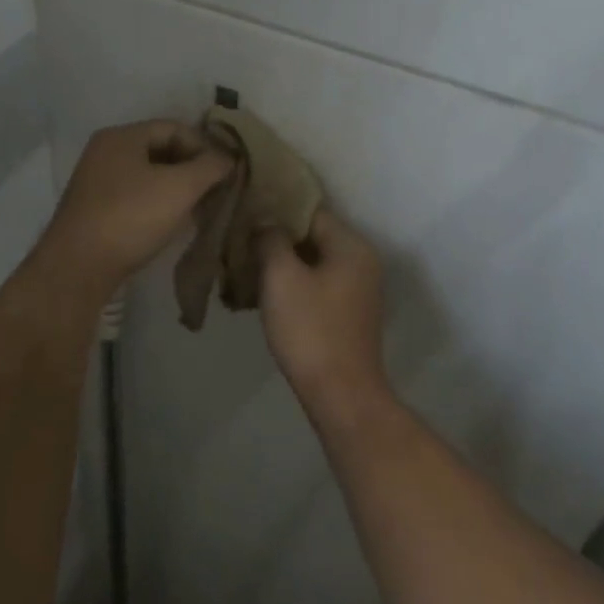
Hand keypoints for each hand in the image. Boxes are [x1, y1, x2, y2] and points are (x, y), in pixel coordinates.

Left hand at [35, 120, 233, 297]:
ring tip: (200, 208)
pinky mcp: (94, 210)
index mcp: (121, 137)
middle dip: (192, 168)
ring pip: (148, 175)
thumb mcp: (180, 188)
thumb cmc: (131, 217)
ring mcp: (96, 182)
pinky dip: (158, 203)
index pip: (174, 127)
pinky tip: (173, 223)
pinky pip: (135, 196)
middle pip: (160, 149)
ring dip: (177, 188)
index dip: (204, 146)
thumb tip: (228, 159)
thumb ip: (210, 167)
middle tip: (216, 190)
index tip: (225, 172)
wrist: (78, 267)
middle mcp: (105, 152)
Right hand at [256, 209, 388, 406]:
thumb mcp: (282, 278)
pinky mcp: (350, 314)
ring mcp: (360, 289)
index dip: (277, 210)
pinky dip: (295, 285)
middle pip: (314, 236)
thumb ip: (272, 240)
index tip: (246, 214)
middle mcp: (362, 261)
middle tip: (241, 243)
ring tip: (247, 268)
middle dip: (278, 239)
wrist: (341, 393)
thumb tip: (267, 224)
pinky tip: (266, 295)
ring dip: (284, 264)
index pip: (311, 211)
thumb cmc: (311, 330)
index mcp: (351, 245)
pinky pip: (319, 286)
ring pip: (314, 263)